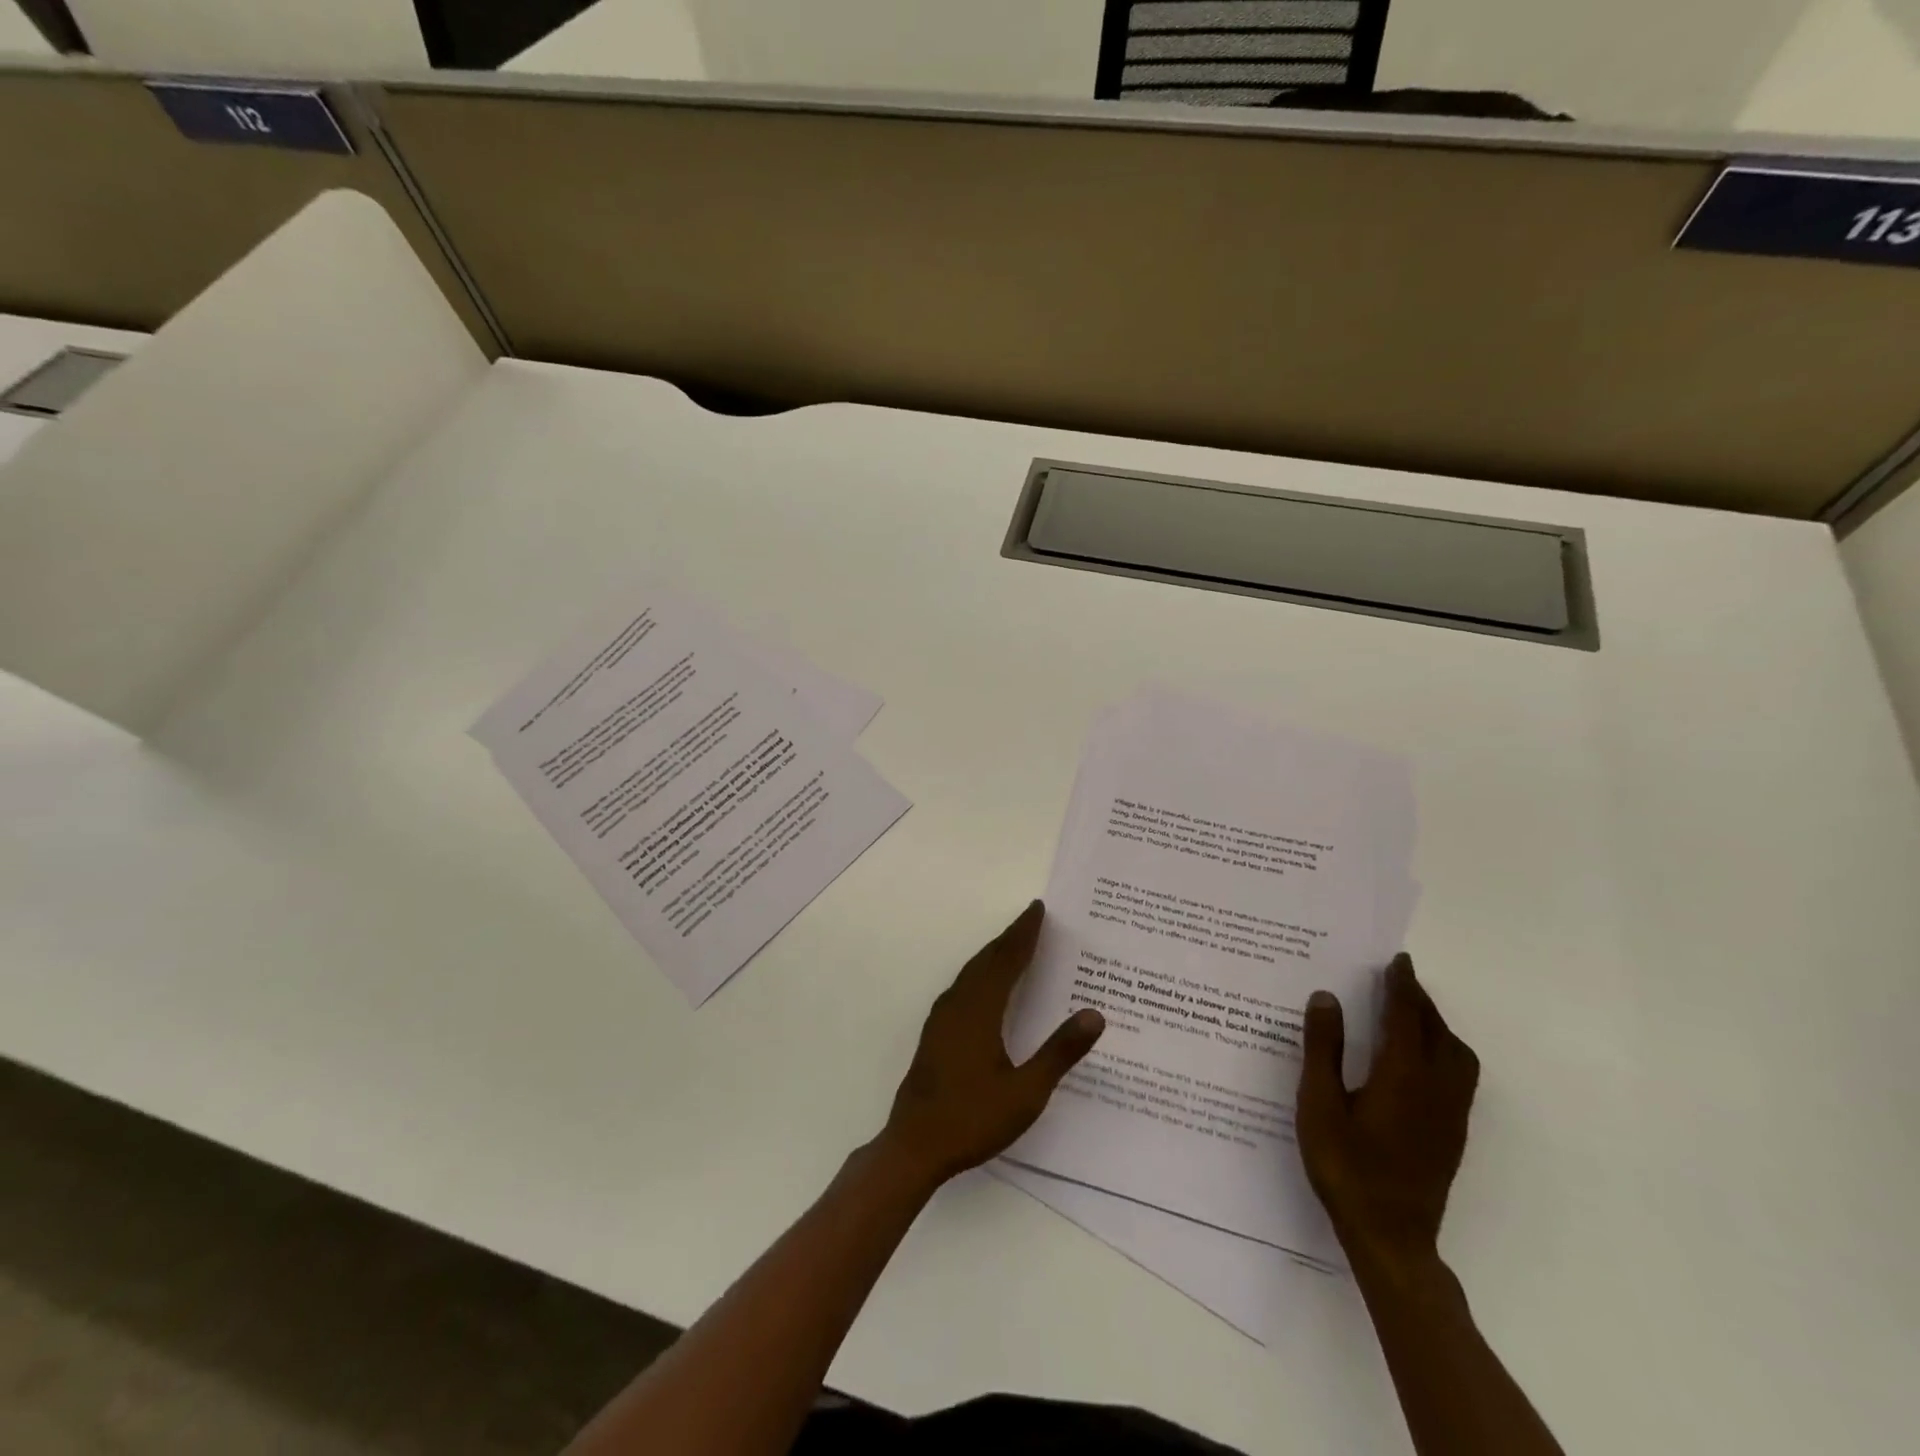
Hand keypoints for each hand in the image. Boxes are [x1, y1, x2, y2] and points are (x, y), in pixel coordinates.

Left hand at [879, 901, 1104, 1189]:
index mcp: (980, 1009)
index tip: (1037, 909)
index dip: (1024, 934)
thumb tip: (1094, 1014)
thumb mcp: (1026, 1092)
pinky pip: (963, 986)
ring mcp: (942, 1018)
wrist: (914, 1146)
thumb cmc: (972, 1119)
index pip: (1007, 959)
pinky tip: (987, 985)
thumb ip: (1060, 1052)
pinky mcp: (935, 1033)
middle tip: (1032, 919)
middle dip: (1010, 937)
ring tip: (1014, 944)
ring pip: (971, 972)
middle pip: (986, 959)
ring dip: (993, 953)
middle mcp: (958, 1004)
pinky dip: (981, 972)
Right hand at [1296, 954, 1479, 1270]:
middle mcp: (1435, 1089)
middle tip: (1397, 980)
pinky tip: (1416, 1060)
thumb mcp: (1319, 1104)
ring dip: (1436, 1026)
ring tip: (1408, 1014)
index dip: (1402, 985)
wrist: (1390, 1238)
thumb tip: (1326, 997)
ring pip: (1456, 1055)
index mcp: (1402, 1076)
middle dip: (1420, 1001)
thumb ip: (1323, 1049)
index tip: (1398, 960)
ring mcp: (1449, 1114)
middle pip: (1437, 1032)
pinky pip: (1457, 1075)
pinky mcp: (1451, 1134)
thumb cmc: (1346, 1167)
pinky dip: (1441, 1050)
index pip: (1407, 1017)